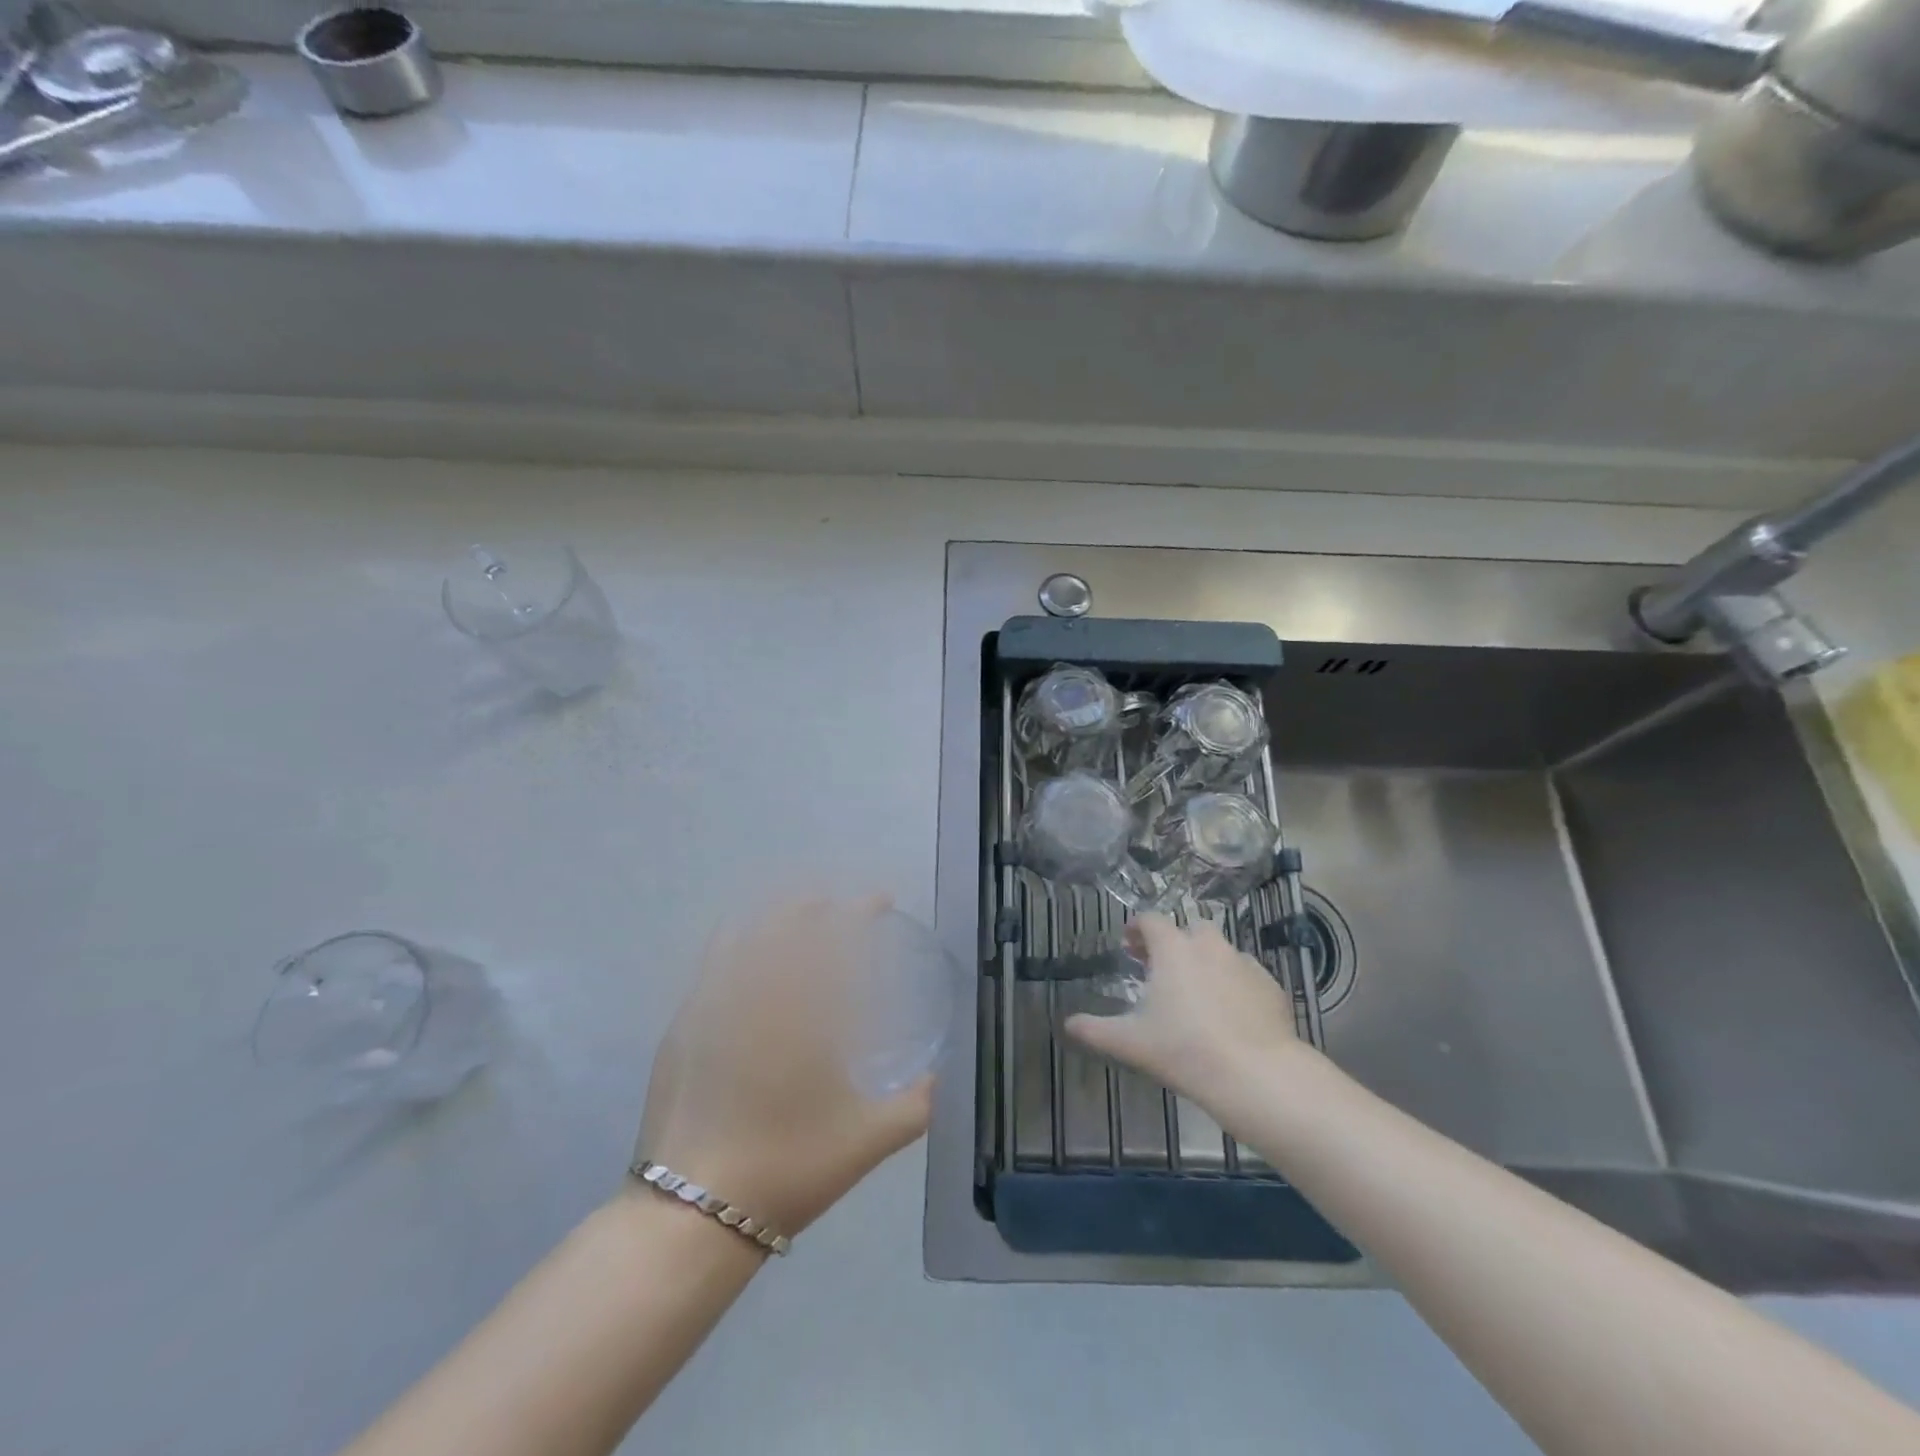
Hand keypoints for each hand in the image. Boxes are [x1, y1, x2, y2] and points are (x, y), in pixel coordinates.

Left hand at [633, 897, 931, 1237]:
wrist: (691, 1213)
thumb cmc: (788, 1168)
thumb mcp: (867, 1141)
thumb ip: (914, 1107)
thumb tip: (936, 1081)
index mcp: (803, 1013)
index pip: (835, 938)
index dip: (860, 911)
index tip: (880, 901)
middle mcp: (754, 994)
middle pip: (784, 923)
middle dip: (814, 905)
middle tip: (835, 907)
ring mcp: (710, 1006)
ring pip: (743, 935)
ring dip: (773, 919)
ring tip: (793, 922)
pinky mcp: (682, 1026)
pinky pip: (712, 964)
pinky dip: (735, 945)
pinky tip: (745, 957)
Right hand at [1065, 913, 1304, 1104]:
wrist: (1256, 1074)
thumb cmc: (1184, 1049)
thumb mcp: (1130, 1042)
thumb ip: (1095, 1029)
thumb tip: (1067, 1024)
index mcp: (1173, 948)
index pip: (1151, 920)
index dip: (1137, 928)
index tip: (1130, 945)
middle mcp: (1209, 945)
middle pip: (1189, 929)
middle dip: (1175, 942)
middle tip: (1162, 969)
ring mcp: (1244, 963)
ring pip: (1220, 951)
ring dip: (1205, 962)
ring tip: (1197, 992)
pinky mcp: (1270, 986)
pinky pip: (1246, 974)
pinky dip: (1234, 984)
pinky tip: (1230, 1013)